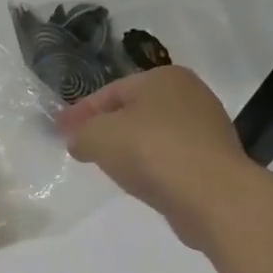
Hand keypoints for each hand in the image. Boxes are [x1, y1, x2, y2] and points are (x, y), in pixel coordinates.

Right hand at [57, 67, 253, 248]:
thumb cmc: (151, 152)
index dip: (80, 111)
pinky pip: (170, 157)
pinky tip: (138, 180)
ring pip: (153, 134)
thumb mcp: (98, 137)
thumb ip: (81, 134)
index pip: (110, 91)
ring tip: (106, 166)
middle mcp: (190, 94)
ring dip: (129, 147)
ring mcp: (206, 128)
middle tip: (80, 146)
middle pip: (134, 110)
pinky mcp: (213, 160)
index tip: (59, 130)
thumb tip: (79, 141)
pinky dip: (150, 165)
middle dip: (105, 127)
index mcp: (163, 77)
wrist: (212, 195)